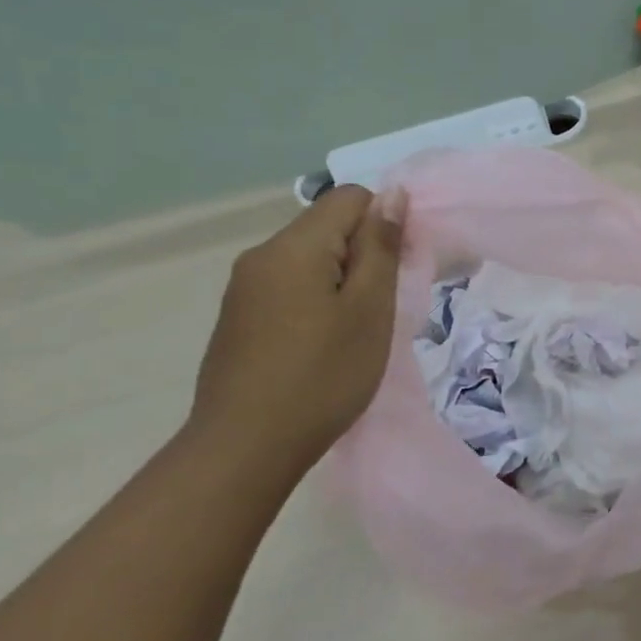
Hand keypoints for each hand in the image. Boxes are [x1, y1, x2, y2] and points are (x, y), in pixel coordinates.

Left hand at [188, 185, 403, 481]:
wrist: (246, 446)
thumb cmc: (322, 375)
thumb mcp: (369, 310)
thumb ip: (380, 248)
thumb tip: (392, 194)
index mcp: (294, 247)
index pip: (351, 198)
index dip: (386, 223)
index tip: (401, 270)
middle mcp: (261, 256)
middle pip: (327, 228)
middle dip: (364, 255)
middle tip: (384, 308)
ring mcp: (244, 289)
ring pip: (309, 261)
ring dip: (342, 281)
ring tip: (357, 331)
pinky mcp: (238, 319)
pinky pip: (288, 288)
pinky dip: (316, 302)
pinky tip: (324, 345)